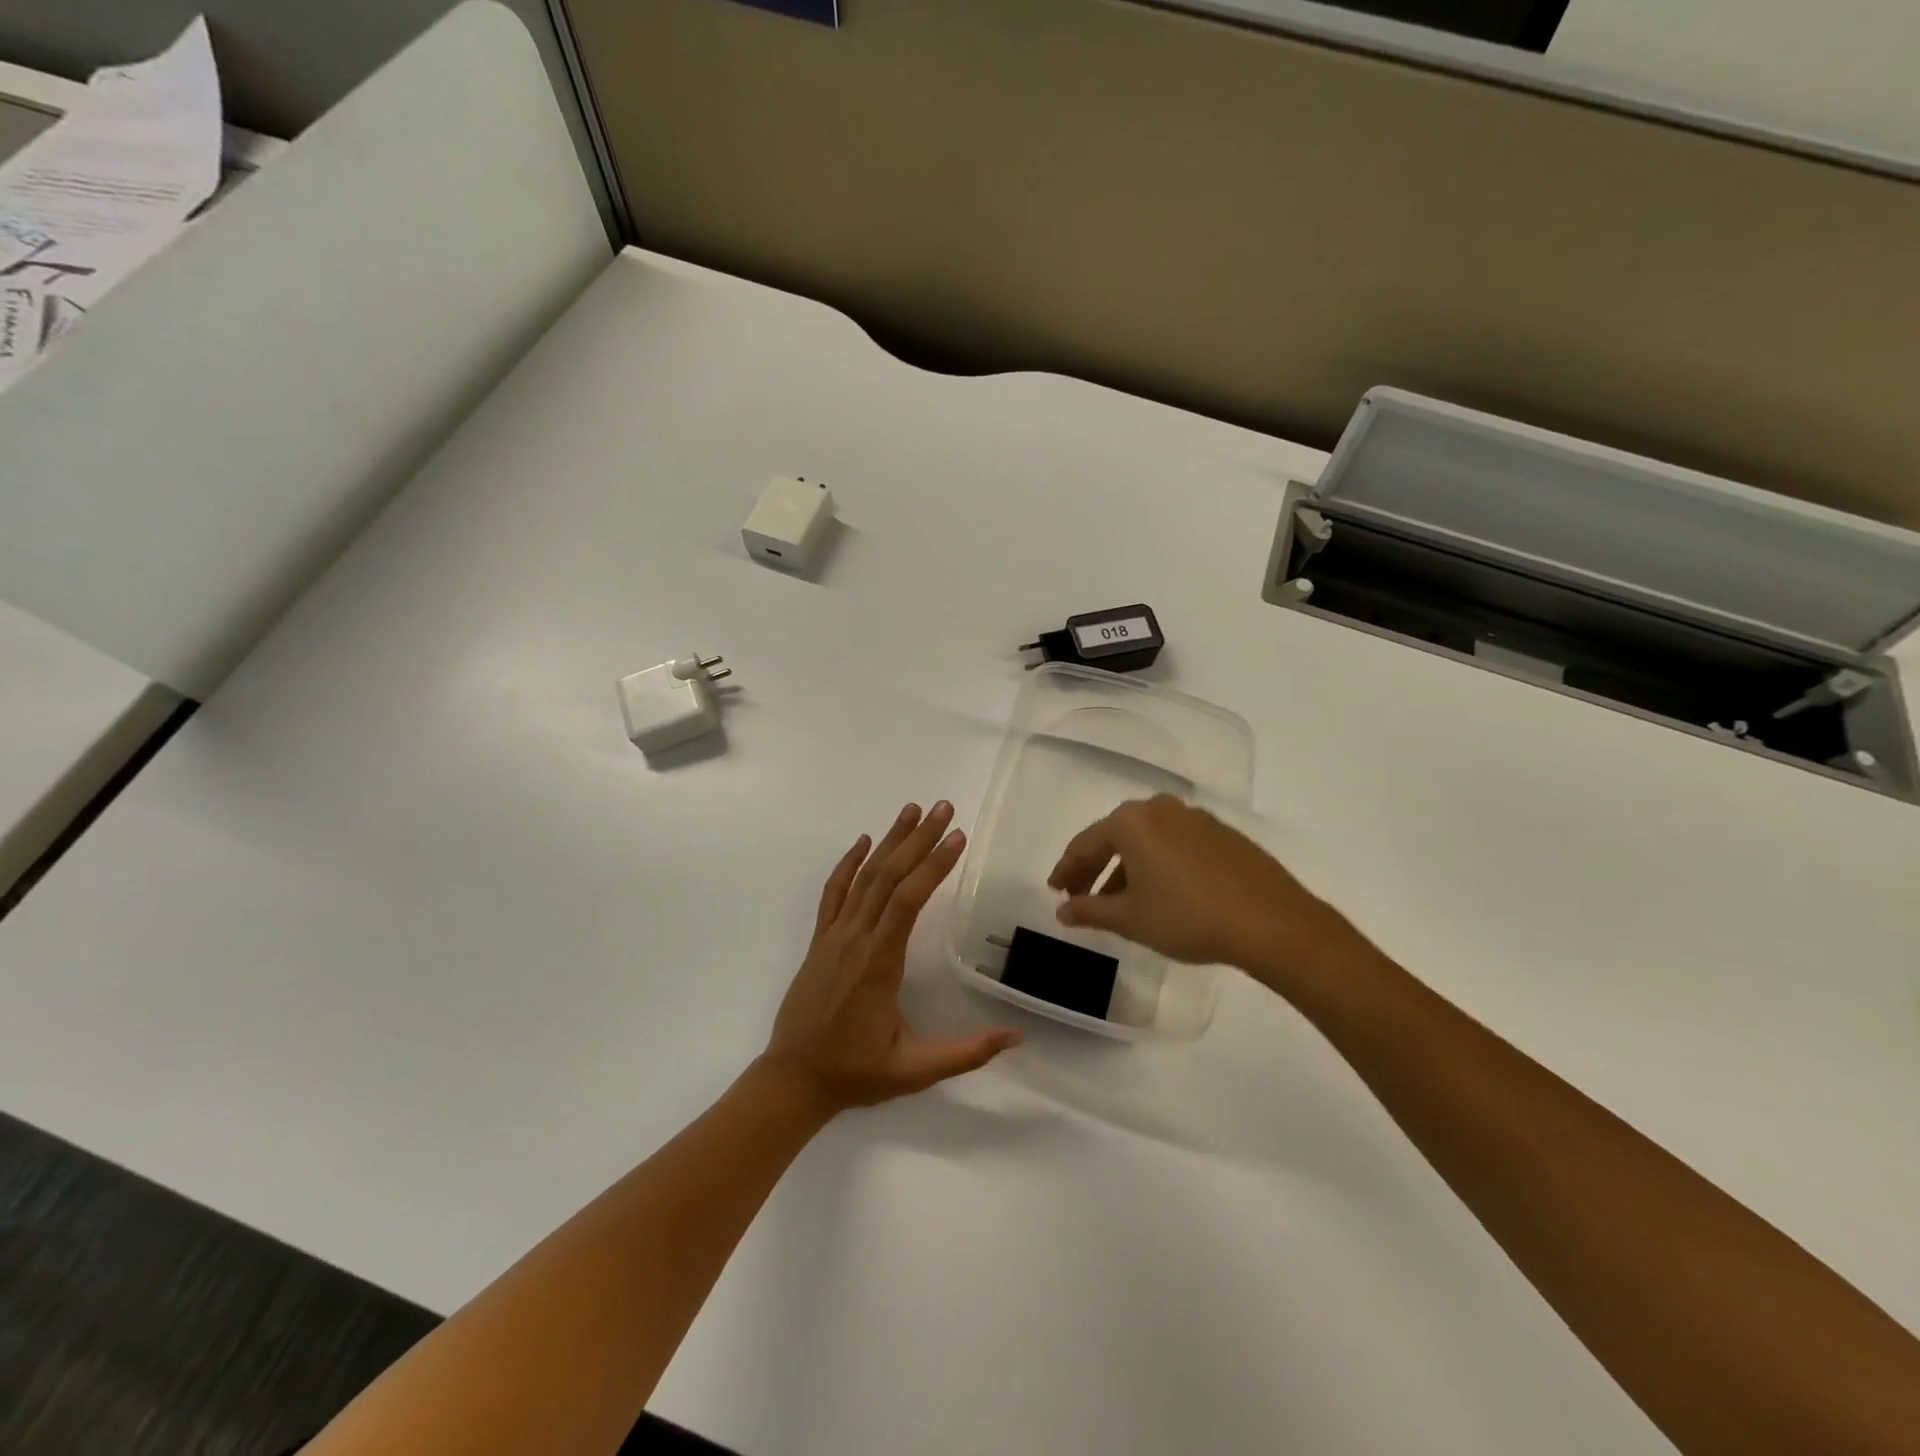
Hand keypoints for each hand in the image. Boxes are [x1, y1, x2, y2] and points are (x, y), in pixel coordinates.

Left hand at [762, 802, 1019, 1114]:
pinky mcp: (820, 940)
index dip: (933, 865)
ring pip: (863, 878)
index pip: (909, 900)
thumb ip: (966, 1053)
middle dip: (918, 839)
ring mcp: (834, 936)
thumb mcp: (914, 1070)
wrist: (793, 1080)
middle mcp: (856, 939)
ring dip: (889, 841)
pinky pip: (833, 893)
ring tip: (912, 809)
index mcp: (880, 963)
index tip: (957, 837)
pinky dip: (847, 864)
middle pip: (888, 877)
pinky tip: (863, 842)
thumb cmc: (856, 1072)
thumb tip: (1016, 1037)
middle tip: (944, 807)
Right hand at [1048, 795, 1366, 988]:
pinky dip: (1157, 864)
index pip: (1085, 843)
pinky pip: (1173, 844)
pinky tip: (1160, 893)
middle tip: (1080, 895)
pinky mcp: (1221, 833)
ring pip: (1146, 840)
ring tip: (1119, 902)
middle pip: (1115, 837)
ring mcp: (1194, 818)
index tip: (1056, 891)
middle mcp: (1160, 809)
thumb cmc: (1188, 917)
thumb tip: (1063, 911)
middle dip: (1095, 867)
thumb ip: (1091, 911)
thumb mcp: (1131, 919)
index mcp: (1131, 822)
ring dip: (1127, 868)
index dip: (1066, 869)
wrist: (1271, 922)